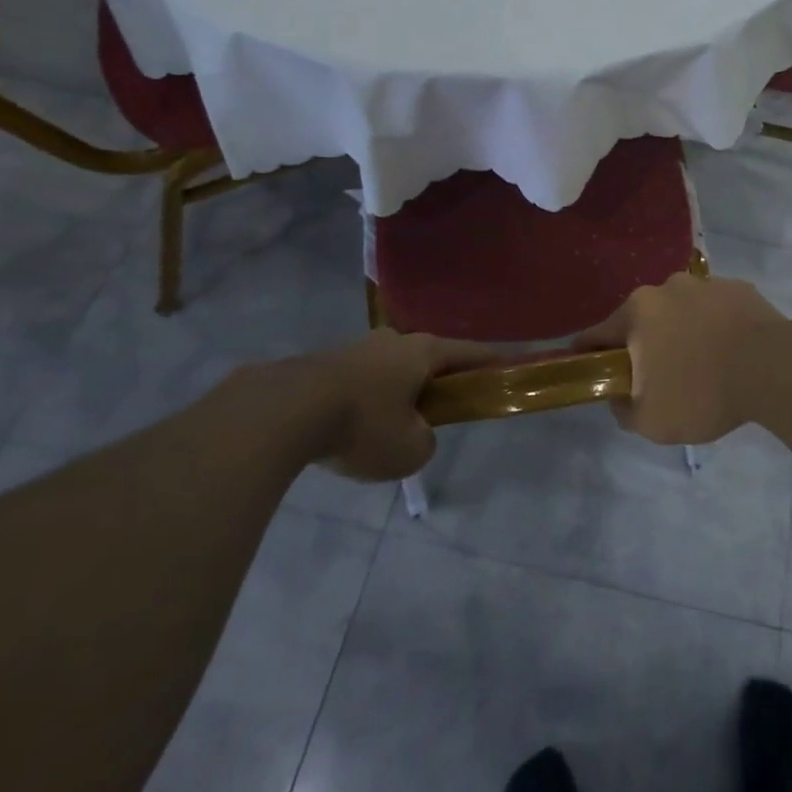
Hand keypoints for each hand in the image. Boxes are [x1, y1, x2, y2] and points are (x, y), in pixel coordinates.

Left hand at [229, 330, 494, 481]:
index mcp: (424, 352)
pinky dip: (366, 401)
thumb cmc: (363, 425)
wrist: (284, 411)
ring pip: (390, 370)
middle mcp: (394, 341)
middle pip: (428, 359)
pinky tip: (353, 428)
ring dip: (397, 392)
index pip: (470, 353)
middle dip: (437, 381)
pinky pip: (360, 382)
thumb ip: (426, 441)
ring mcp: (357, 348)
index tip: (506, 368)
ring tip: (389, 427)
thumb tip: (415, 432)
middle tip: (439, 410)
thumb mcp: (409, 450)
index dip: (491, 363)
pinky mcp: (325, 364)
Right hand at [576, 273, 791, 445]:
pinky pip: (715, 310)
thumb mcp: (650, 420)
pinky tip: (729, 353)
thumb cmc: (703, 393)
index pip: (596, 334)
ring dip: (681, 333)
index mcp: (637, 312)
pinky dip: (714, 327)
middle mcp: (666, 287)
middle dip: (643, 345)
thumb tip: (619, 394)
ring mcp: (705, 283)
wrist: (774, 369)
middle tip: (657, 377)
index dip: (588, 354)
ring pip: (680, 311)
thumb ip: (622, 408)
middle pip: (641, 319)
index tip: (591, 371)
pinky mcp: (738, 288)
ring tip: (701, 365)